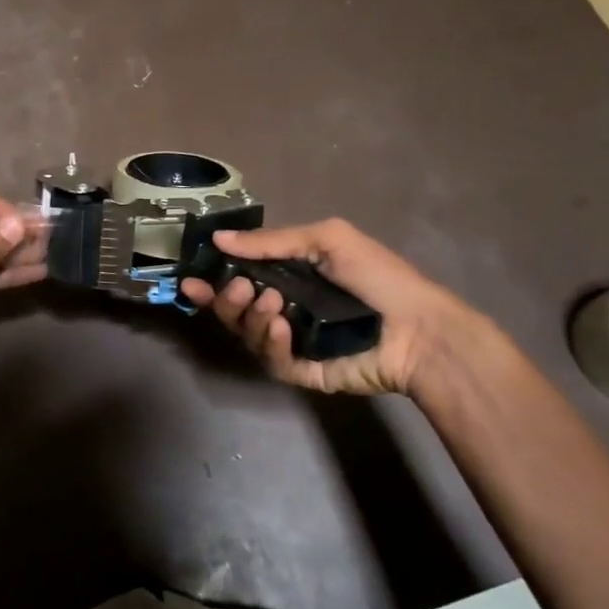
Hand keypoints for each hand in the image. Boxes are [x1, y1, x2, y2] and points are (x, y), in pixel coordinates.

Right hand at [179, 218, 486, 396]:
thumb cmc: (377, 277)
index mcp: (288, 278)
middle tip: (240, 287)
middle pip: (233, 310)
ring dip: (250, 317)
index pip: (238, 279)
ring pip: (246, 334)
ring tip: (272, 304)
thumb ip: (271, 242)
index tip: (191, 280)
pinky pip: (269, 360)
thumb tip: (218, 238)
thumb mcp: (326, 240)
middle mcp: (283, 309)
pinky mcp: (301, 371)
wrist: (418, 328)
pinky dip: (269, 342)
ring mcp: (291, 342)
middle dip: (227, 299)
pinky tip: (281, 327)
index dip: (212, 282)